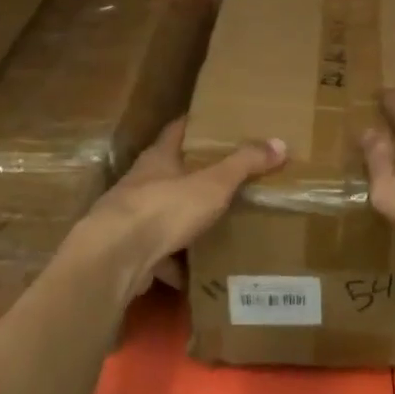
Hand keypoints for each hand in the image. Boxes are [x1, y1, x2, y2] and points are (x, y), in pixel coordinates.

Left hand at [70, 120, 285, 301]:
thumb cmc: (164, 208)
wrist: (114, 258)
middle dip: (192, 174)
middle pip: (168, 173)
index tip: (215, 122)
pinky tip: (191, 271)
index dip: (195, 124)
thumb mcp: (213, 183)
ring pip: (161, 214)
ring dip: (181, 219)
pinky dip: (173, 262)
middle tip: (224, 175)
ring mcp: (130, 219)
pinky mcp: (128, 253)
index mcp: (158, 159)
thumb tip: (280, 143)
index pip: (176, 130)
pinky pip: (157, 255)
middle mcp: (140, 183)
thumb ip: (244, 164)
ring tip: (211, 224)